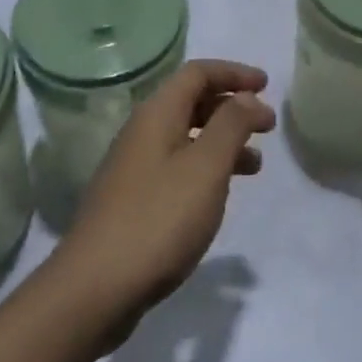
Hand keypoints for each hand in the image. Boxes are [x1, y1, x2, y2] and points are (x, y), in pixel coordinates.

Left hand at [50, 60, 274, 347]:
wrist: (94, 288)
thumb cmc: (158, 219)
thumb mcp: (206, 167)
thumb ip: (232, 126)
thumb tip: (249, 98)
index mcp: (156, 114)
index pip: (198, 73)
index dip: (234, 73)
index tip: (267, 85)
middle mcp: (142, 132)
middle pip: (191, 102)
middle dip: (231, 107)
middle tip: (267, 125)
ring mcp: (133, 168)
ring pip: (185, 138)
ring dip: (222, 142)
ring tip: (255, 166)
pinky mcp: (132, 201)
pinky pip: (177, 167)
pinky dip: (205, 169)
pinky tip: (218, 197)